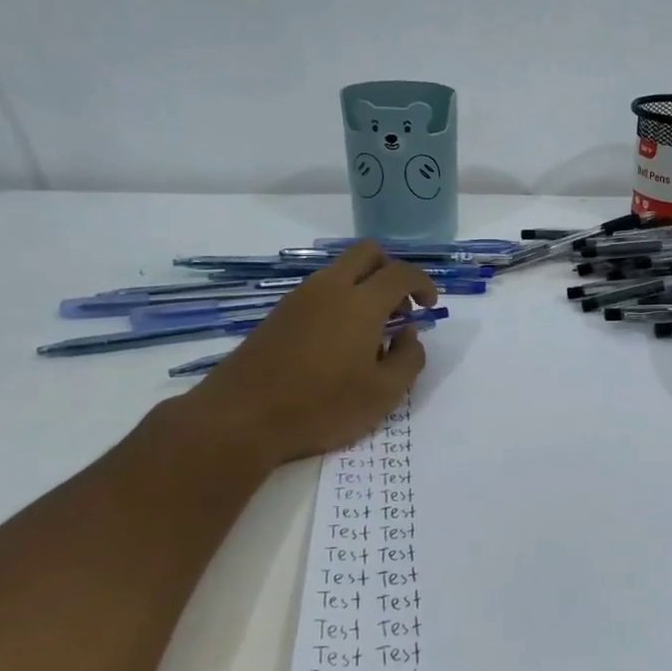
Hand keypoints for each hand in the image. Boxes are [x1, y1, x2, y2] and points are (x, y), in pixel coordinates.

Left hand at [172, 240, 438, 473]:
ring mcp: (299, 298)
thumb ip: (408, 359)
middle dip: (392, 271)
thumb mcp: (384, 394)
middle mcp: (329, 288)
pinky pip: (320, 291)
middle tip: (400, 309)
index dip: (423, 284)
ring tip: (371, 334)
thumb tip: (409, 335)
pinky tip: (339, 343)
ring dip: (365, 287)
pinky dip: (341, 301)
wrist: (241, 417)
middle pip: (368, 253)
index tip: (430, 306)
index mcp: (360, 302)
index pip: (401, 273)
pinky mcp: (278, 314)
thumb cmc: (321, 406)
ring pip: (341, 270)